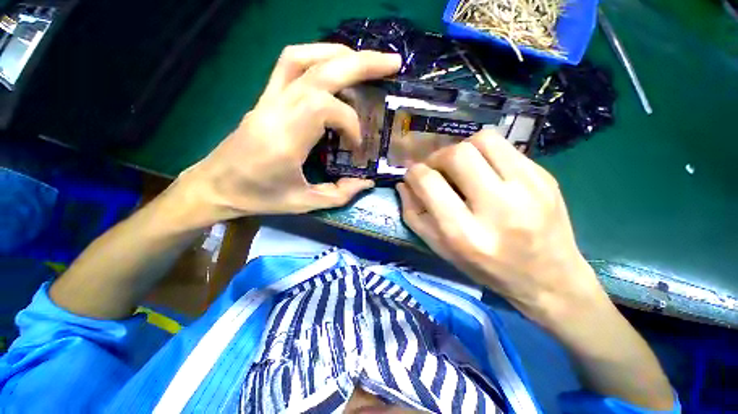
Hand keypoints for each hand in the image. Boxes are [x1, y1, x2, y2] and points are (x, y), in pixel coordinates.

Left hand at [173, 43, 400, 225]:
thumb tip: (366, 182)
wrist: (215, 185)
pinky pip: (289, 63)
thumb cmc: (259, 197)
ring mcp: (268, 98)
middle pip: (321, 71)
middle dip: (362, 64)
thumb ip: (340, 194)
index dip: (350, 123)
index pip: (325, 108)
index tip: (356, 145)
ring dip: (339, 54)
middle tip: (392, 63)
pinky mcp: (265, 97)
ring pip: (304, 57)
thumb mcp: (304, 203)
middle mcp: (276, 109)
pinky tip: (333, 65)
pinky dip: (316, 56)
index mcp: (285, 138)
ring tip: (365, 61)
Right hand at [397, 131, 607, 325]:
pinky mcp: (545, 178)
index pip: (429, 183)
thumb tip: (404, 184)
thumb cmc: (487, 269)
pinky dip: (485, 153)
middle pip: (457, 154)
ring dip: (462, 149)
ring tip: (461, 166)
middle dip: (437, 157)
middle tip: (437, 169)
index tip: (413, 175)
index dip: (414, 173)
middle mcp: (497, 208)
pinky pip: (506, 147)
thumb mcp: (442, 250)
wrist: (550, 278)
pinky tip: (486, 171)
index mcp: (465, 234)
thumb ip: (415, 216)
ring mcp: (528, 189)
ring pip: (483, 140)